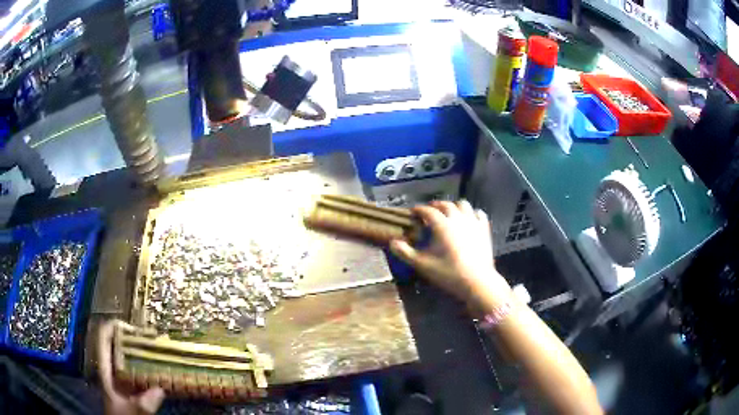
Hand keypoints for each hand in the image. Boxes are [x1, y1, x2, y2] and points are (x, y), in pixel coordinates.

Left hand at [97, 320, 164, 414]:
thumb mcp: (131, 412)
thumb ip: (143, 404)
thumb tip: (160, 390)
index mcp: (106, 371)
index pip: (104, 339)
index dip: (114, 327)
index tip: (132, 328)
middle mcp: (113, 371)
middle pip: (119, 346)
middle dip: (134, 341)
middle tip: (152, 340)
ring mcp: (123, 381)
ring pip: (131, 361)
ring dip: (144, 356)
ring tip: (161, 353)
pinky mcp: (133, 391)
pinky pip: (142, 376)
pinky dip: (151, 373)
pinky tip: (163, 375)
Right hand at [390, 200, 511, 309]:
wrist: (477, 281)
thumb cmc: (448, 273)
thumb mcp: (423, 265)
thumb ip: (406, 253)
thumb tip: (392, 243)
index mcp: (441, 224)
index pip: (427, 211)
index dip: (418, 210)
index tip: (413, 212)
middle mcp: (457, 218)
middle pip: (445, 205)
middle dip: (435, 206)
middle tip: (429, 212)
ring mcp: (473, 222)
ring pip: (463, 205)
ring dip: (453, 207)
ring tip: (448, 214)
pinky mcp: (484, 229)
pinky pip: (478, 214)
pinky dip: (471, 214)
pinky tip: (469, 220)